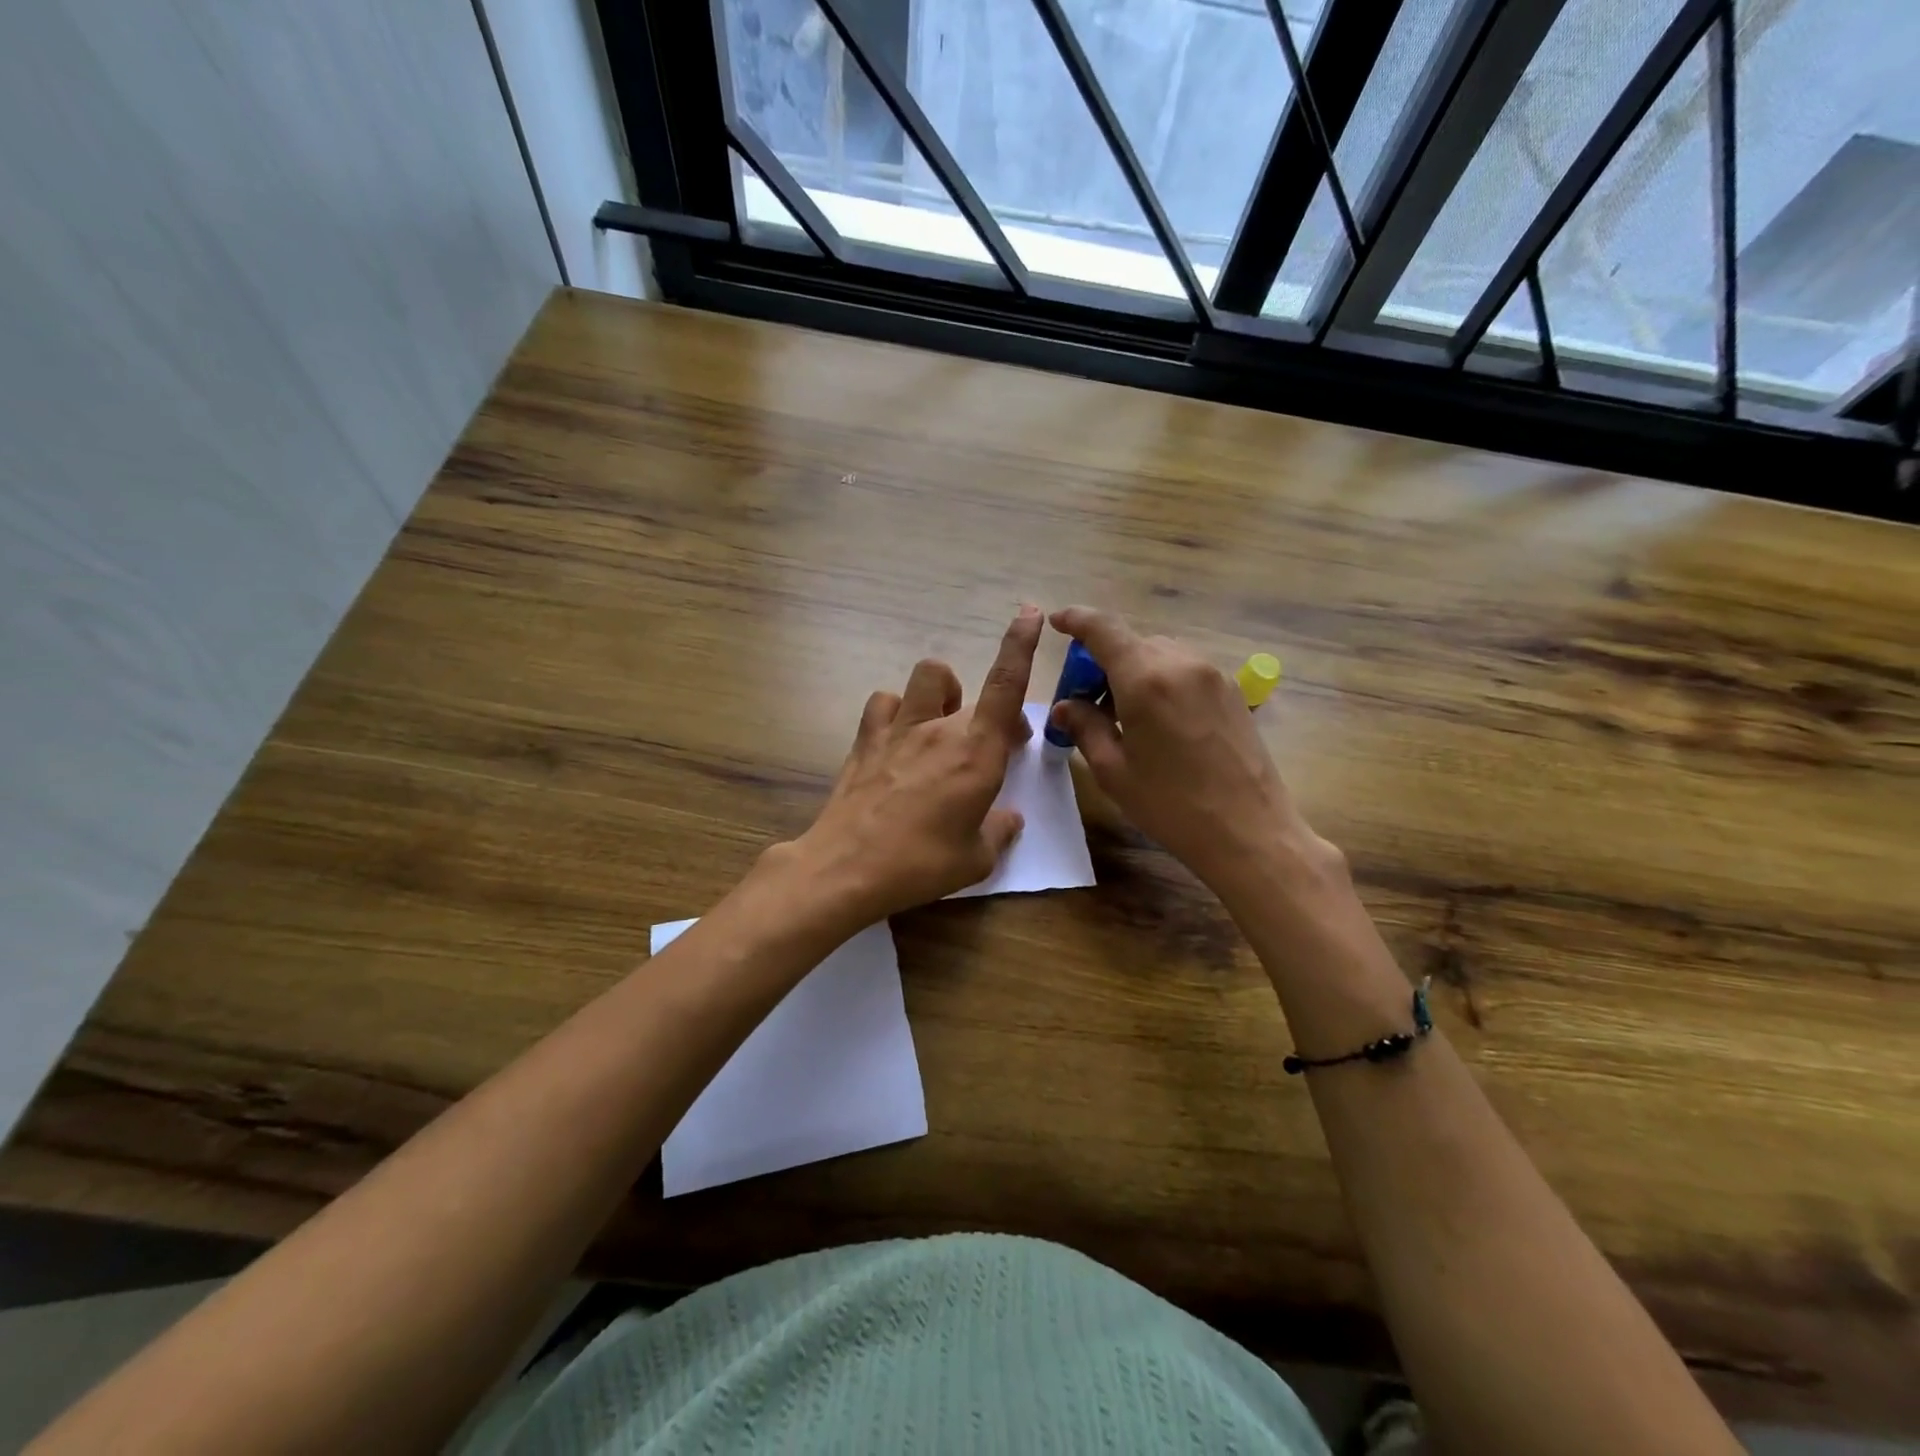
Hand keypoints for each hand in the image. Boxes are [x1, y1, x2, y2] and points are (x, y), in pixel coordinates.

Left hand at [788, 605, 1042, 924]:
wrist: (847, 868)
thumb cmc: (921, 864)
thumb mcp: (977, 859)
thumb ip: (1000, 831)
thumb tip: (1009, 818)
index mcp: (977, 752)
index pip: (1005, 684)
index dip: (1020, 644)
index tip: (1030, 613)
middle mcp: (940, 728)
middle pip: (971, 690)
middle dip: (991, 710)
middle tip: (992, 747)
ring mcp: (899, 729)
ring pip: (926, 677)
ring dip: (942, 692)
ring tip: (941, 724)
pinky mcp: (866, 740)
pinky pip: (885, 702)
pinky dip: (897, 710)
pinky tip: (899, 736)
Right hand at [1047, 606, 1338, 904]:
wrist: (1250, 831)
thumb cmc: (1172, 806)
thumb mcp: (1114, 771)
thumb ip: (1086, 727)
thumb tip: (1066, 706)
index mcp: (1145, 679)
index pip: (1103, 629)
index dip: (1076, 620)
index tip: (1057, 622)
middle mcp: (1181, 663)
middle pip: (1131, 643)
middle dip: (1102, 661)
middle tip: (1085, 701)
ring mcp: (1212, 674)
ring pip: (1159, 654)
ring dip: (1133, 671)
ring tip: (1123, 715)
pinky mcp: (1232, 690)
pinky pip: (1185, 669)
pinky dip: (1161, 680)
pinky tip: (1157, 721)